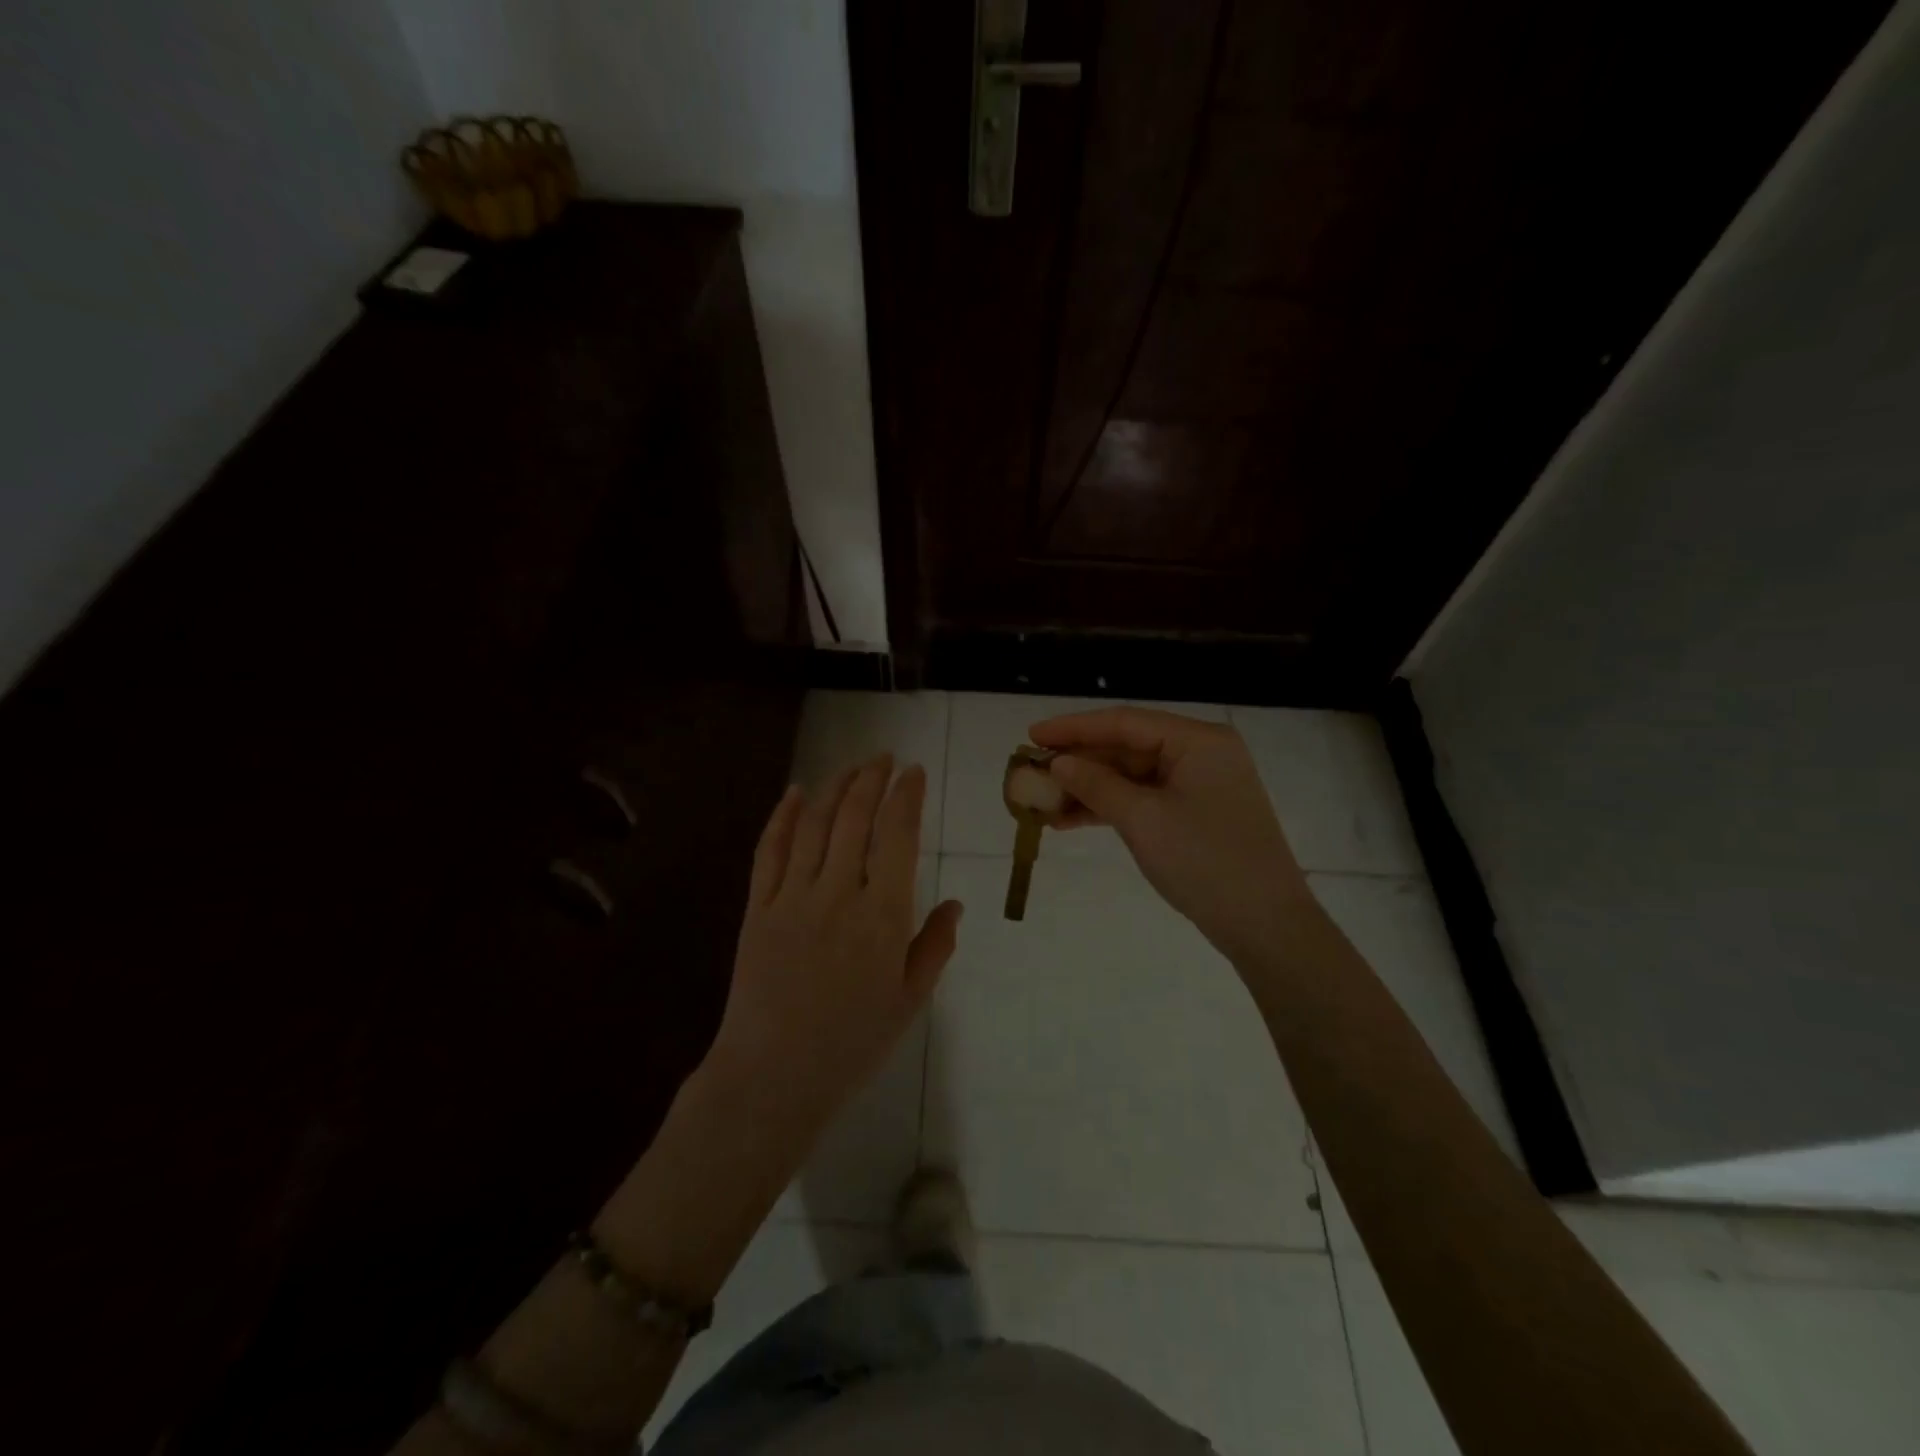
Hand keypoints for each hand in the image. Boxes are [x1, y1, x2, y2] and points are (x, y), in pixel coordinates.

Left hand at [704, 755, 963, 1147]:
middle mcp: (839, 893)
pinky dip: (782, 816)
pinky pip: (769, 850)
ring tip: (851, 768)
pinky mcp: (758, 907)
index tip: (915, 772)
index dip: (907, 796)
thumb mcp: (910, 1000)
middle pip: (855, 817)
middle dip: (872, 779)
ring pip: (814, 824)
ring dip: (834, 787)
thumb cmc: (852, 1043)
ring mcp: (793, 897)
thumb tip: (956, 904)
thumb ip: (934, 946)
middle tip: (884, 759)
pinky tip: (794, 793)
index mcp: (883, 915)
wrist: (774, 1076)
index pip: (898, 836)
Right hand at [1029, 708, 1311, 961]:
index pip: (1125, 722)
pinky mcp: (1193, 814)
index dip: (1073, 728)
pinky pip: (1142, 799)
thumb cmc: (1205, 862)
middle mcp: (1200, 753)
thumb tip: (1057, 763)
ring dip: (1088, 789)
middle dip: (1078, 762)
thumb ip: (1096, 785)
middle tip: (1031, 771)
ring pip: (1131, 776)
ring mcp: (1198, 785)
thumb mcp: (1143, 820)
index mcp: (1198, 741)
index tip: (1031, 734)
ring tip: (1042, 801)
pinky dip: (1108, 808)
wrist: (1265, 926)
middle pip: (1127, 747)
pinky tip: (1069, 820)